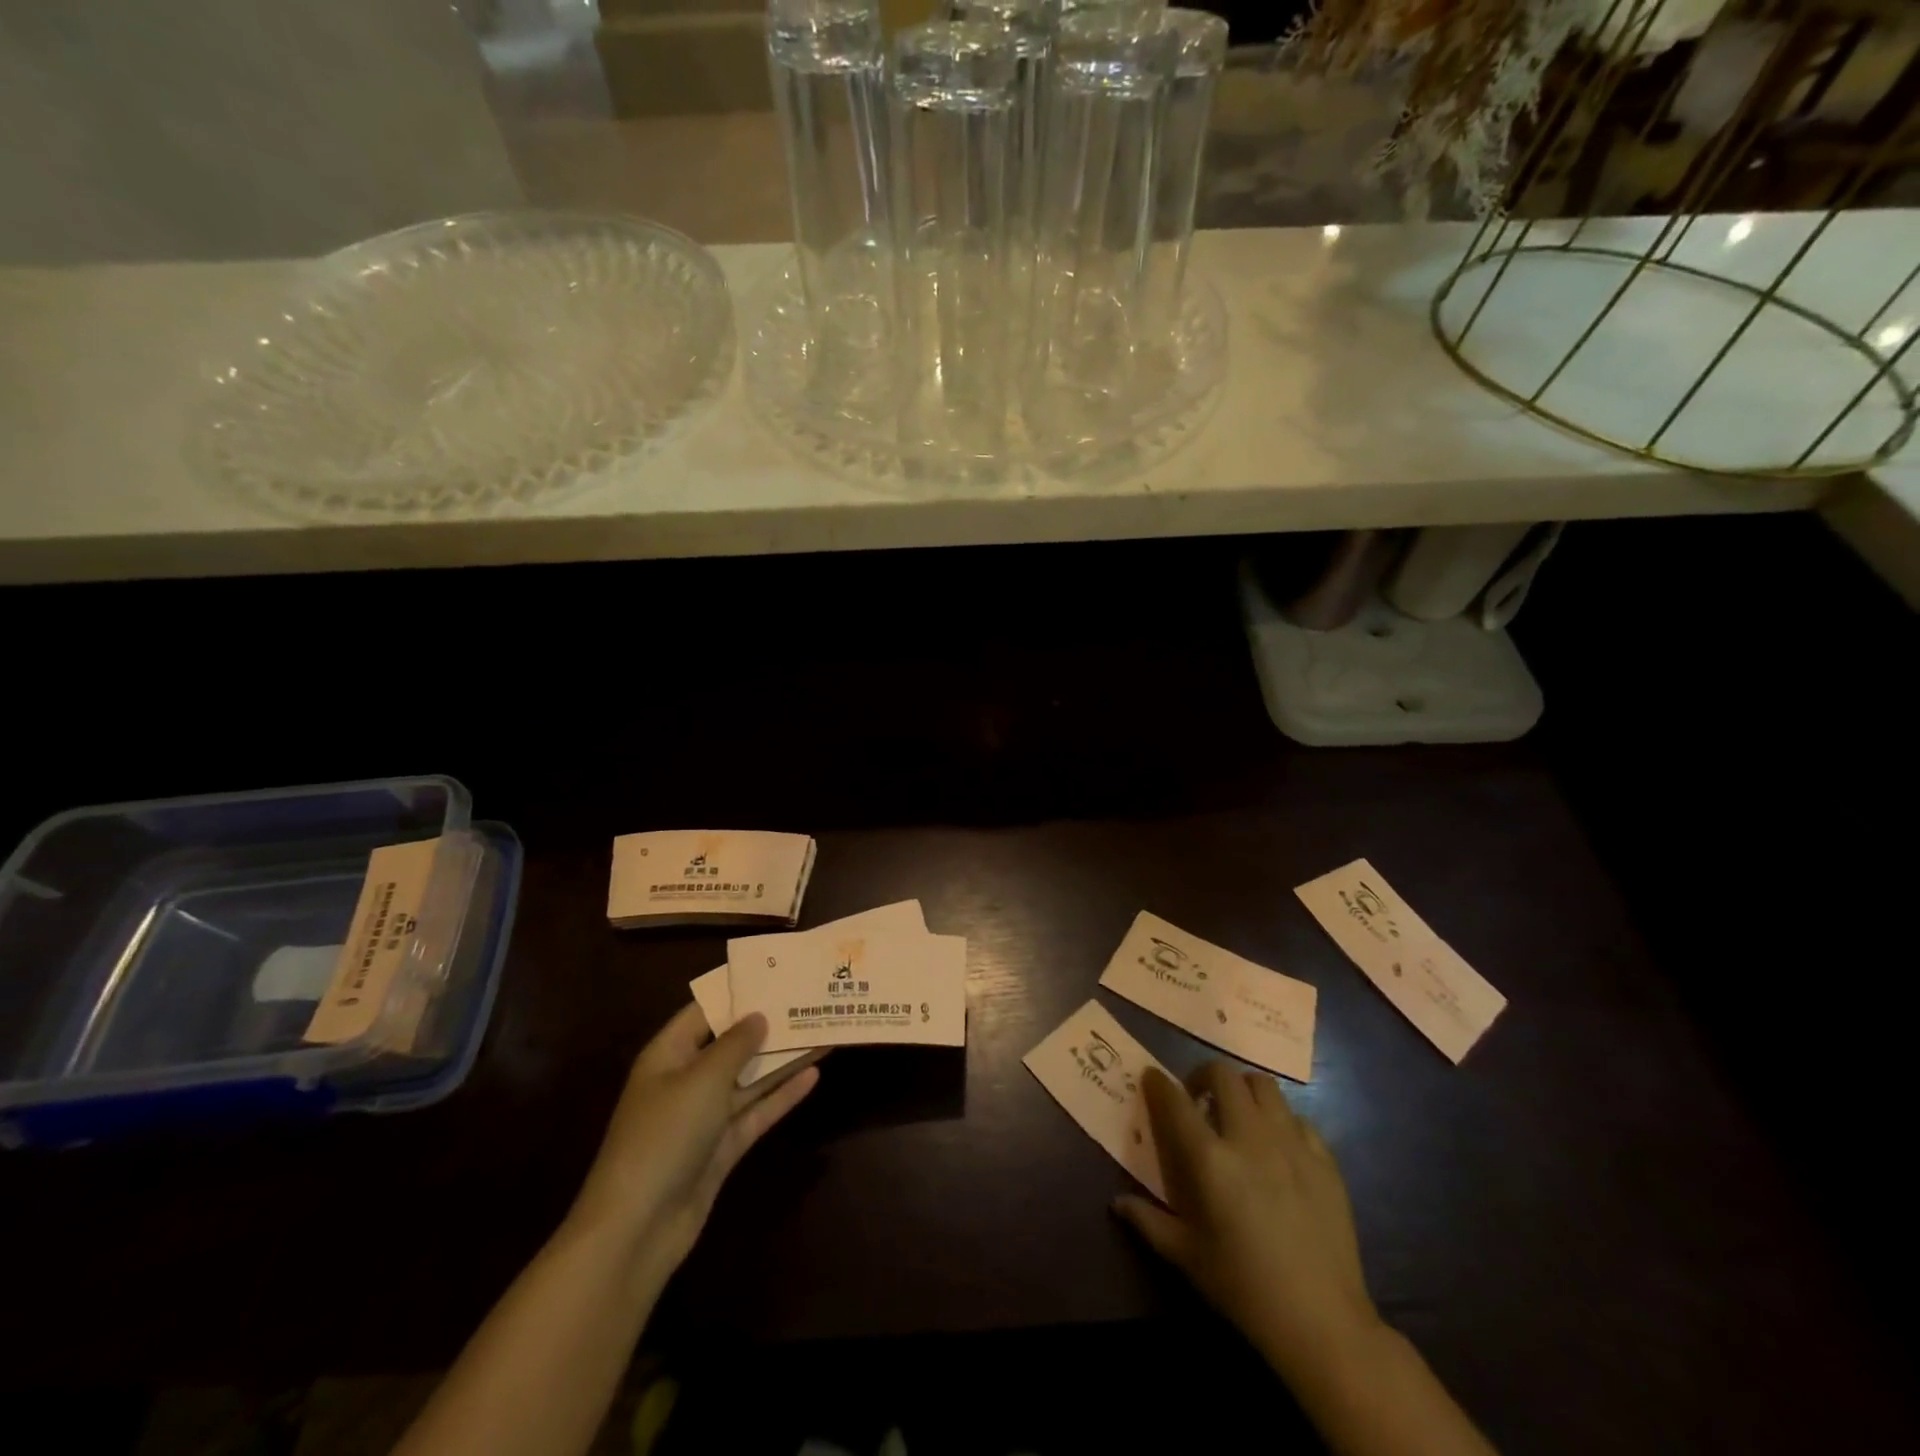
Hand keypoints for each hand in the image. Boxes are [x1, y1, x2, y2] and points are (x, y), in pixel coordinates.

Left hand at [566, 1004, 817, 1281]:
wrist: (637, 1229)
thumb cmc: (664, 1136)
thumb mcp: (702, 1079)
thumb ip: (735, 1044)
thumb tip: (759, 1016)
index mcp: (669, 1054)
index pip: (705, 1010)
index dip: (738, 991)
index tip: (777, 972)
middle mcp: (686, 1080)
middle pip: (732, 1044)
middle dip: (768, 1024)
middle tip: (809, 999)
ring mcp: (705, 1116)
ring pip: (750, 1078)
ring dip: (783, 1058)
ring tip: (822, 1030)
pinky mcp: (722, 1148)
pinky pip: (756, 1111)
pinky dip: (782, 1095)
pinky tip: (813, 1074)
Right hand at [1114, 1062, 1381, 1380]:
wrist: (1322, 1321)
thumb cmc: (1244, 1288)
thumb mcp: (1186, 1256)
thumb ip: (1148, 1222)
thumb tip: (1118, 1203)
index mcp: (1210, 1159)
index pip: (1175, 1100)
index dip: (1158, 1083)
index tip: (1151, 1079)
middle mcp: (1249, 1137)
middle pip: (1223, 1074)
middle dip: (1202, 1075)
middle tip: (1197, 1098)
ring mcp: (1291, 1143)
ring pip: (1263, 1085)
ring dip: (1242, 1089)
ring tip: (1237, 1112)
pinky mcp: (1324, 1159)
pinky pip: (1298, 1118)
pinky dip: (1279, 1120)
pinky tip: (1276, 1145)